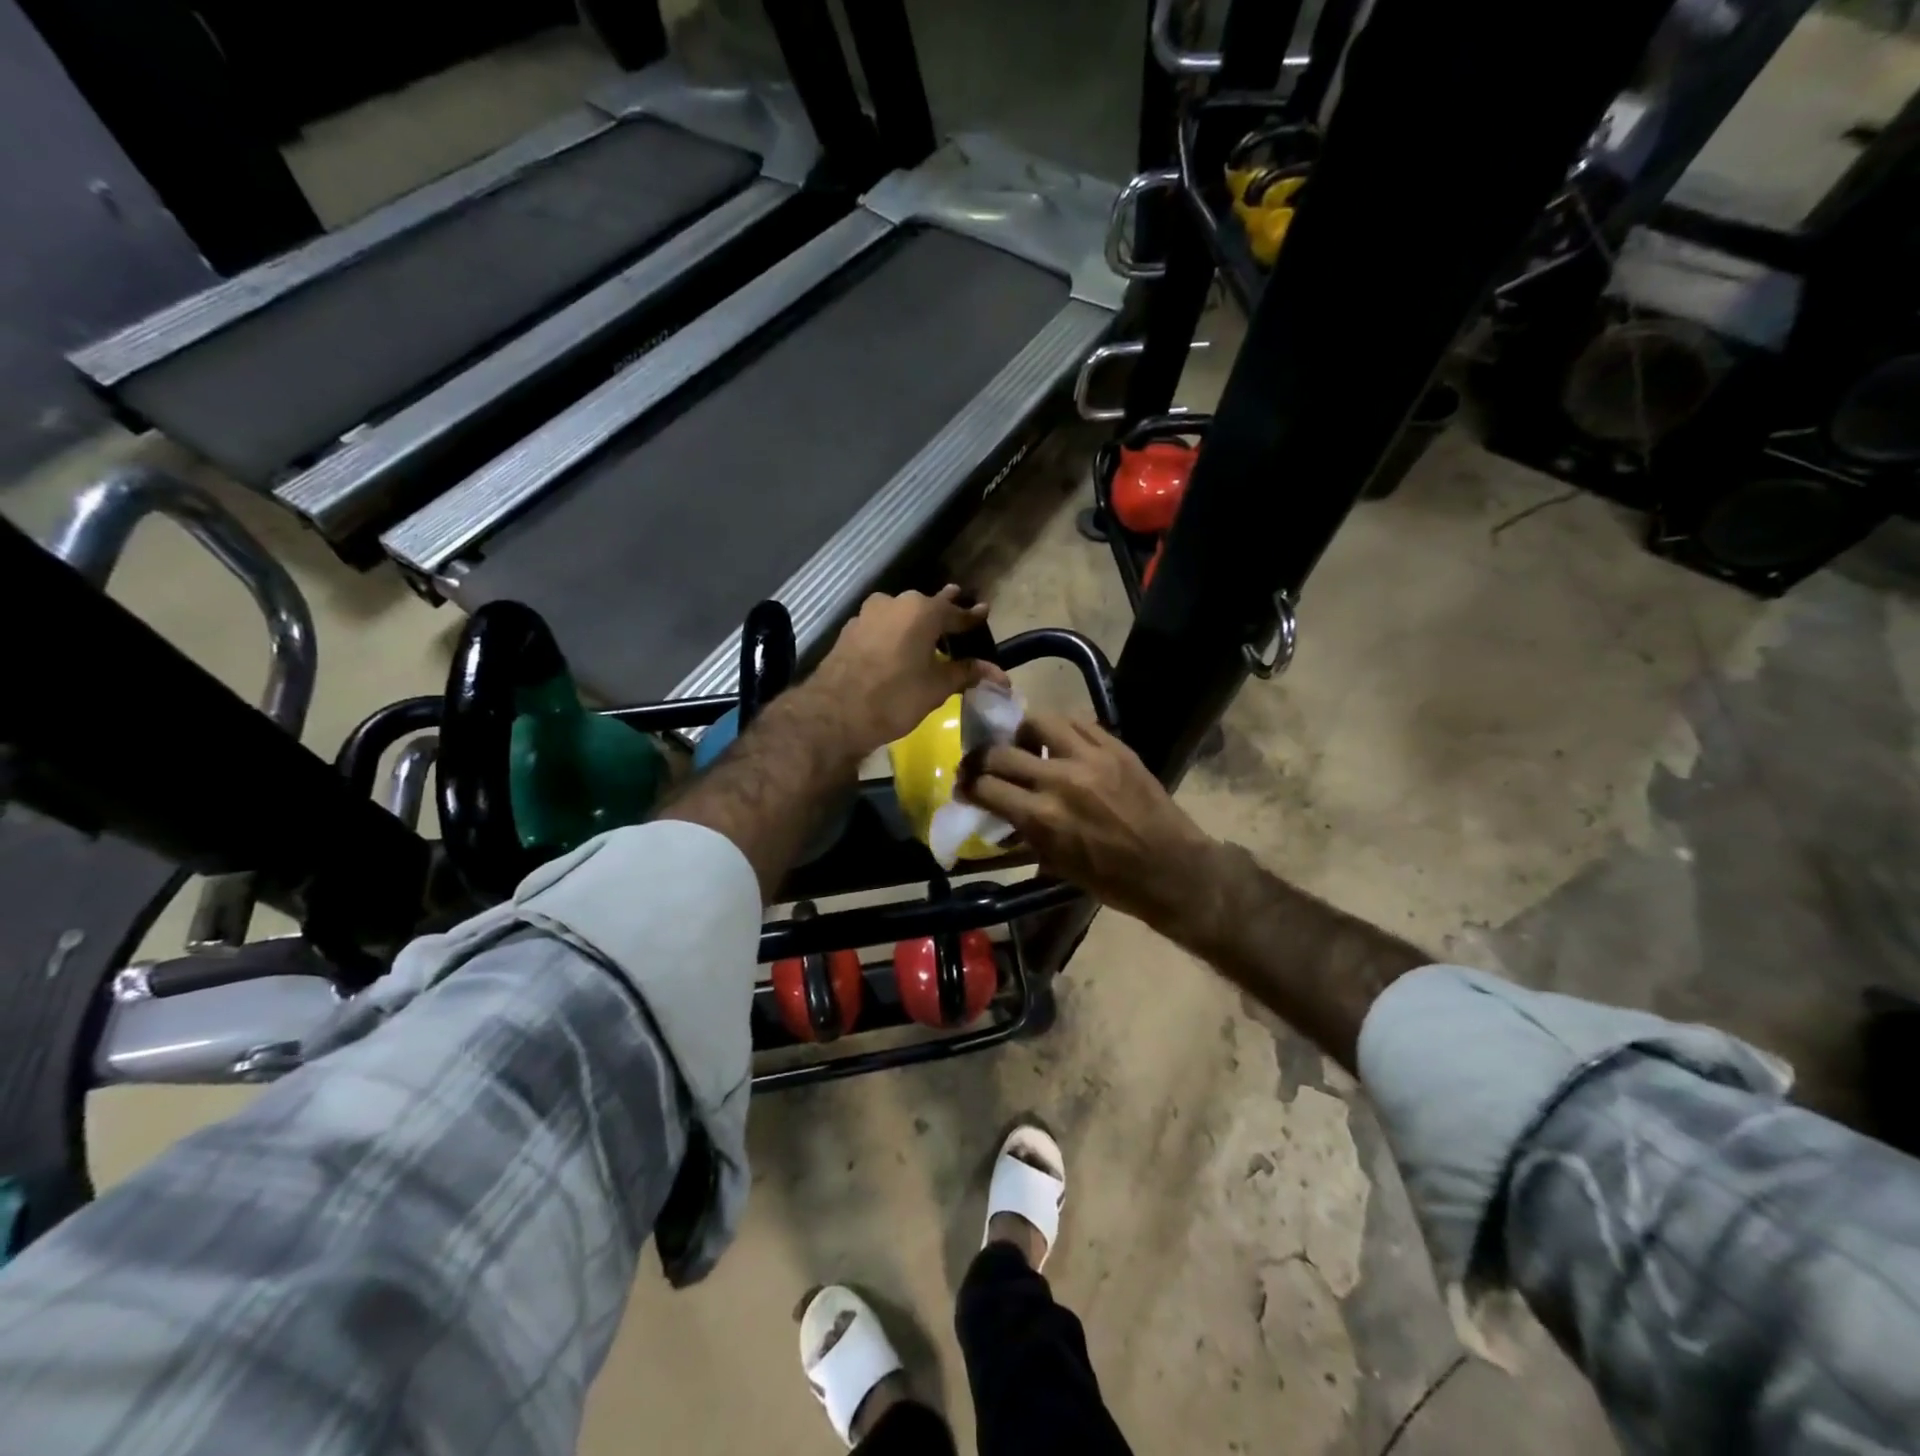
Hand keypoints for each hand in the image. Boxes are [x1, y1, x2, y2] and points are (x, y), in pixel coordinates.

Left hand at [804, 587, 995, 757]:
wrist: (834, 713)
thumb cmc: (895, 697)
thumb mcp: (937, 687)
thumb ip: (966, 673)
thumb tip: (999, 674)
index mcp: (921, 610)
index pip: (955, 612)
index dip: (972, 617)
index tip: (984, 612)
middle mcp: (894, 602)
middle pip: (926, 607)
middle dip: (942, 614)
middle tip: (956, 619)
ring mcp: (867, 614)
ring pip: (900, 615)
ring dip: (916, 624)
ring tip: (928, 636)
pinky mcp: (849, 631)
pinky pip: (881, 627)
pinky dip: (894, 634)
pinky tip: (898, 649)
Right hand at [960, 714, 1219, 933]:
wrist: (1172, 869)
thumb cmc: (1111, 880)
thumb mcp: (1056, 864)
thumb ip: (1024, 833)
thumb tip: (999, 813)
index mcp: (1043, 817)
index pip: (986, 787)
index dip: (968, 786)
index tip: (965, 787)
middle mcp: (1060, 780)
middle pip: (1001, 752)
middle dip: (982, 759)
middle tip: (983, 765)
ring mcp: (1091, 757)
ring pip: (1038, 721)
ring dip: (1022, 733)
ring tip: (1025, 745)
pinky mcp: (1116, 746)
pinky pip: (1077, 722)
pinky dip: (1060, 730)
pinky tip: (1059, 742)